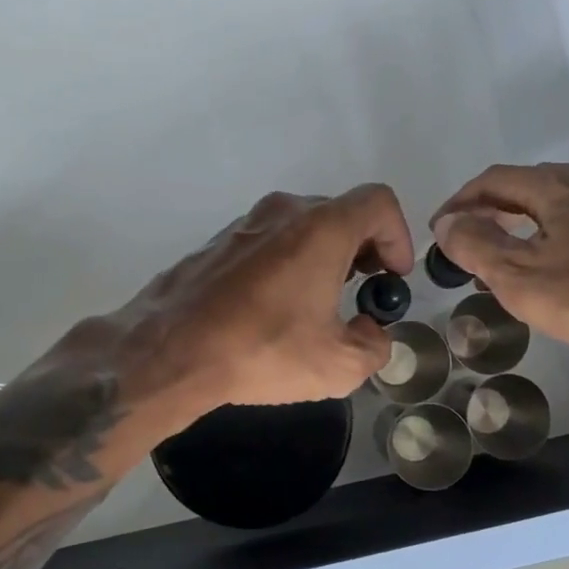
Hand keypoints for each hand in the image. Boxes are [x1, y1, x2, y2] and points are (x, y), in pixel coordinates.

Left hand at [103, 185, 415, 419]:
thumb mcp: (337, 366)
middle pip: (341, 213)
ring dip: (323, 255)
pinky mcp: (217, 241)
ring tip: (319, 303)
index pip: (379, 203)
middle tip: (363, 291)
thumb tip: (370, 333)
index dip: (398, 236)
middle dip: (363, 248)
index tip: (392, 278)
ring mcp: (244, 223)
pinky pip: (268, 240)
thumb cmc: (261, 350)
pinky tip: (273, 306)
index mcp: (321, 228)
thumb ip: (374, 346)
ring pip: (302, 226)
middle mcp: (283, 212)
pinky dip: (287, 261)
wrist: (169, 351)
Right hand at [430, 163, 568, 366]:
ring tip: (517, 253)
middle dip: (496, 209)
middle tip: (475, 242)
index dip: (461, 201)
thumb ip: (475, 245)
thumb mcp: (521, 278)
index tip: (442, 228)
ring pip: (568, 198)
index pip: (495, 180)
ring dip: (533, 219)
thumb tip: (447, 223)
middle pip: (532, 184)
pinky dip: (568, 228)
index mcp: (560, 185)